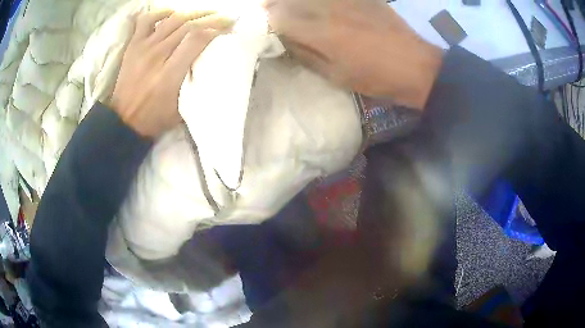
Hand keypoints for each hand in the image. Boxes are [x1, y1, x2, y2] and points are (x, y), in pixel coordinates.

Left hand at [111, 11, 232, 136]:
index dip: (216, 28)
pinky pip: (146, 20)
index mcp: (169, 74)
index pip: (197, 39)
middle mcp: (157, 56)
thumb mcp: (181, 110)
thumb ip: (194, 85)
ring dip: (193, 13)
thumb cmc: (154, 118)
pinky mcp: (133, 46)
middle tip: (224, 17)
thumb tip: (211, 64)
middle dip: (211, 18)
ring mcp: (143, 48)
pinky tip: (172, 13)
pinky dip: (161, 12)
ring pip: (172, 19)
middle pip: (188, 26)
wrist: (123, 121)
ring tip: (206, 13)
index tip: (229, 27)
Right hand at [266, 0, 442, 109]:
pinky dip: (317, 0)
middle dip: (273, 5)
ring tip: (287, 8)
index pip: (277, 17)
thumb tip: (282, 39)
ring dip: (292, 1)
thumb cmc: (375, 77)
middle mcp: (327, 7)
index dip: (264, 21)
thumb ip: (304, 53)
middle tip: (267, 13)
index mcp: (319, 31)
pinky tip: (316, 6)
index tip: (259, 26)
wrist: (415, 65)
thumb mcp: (334, 75)